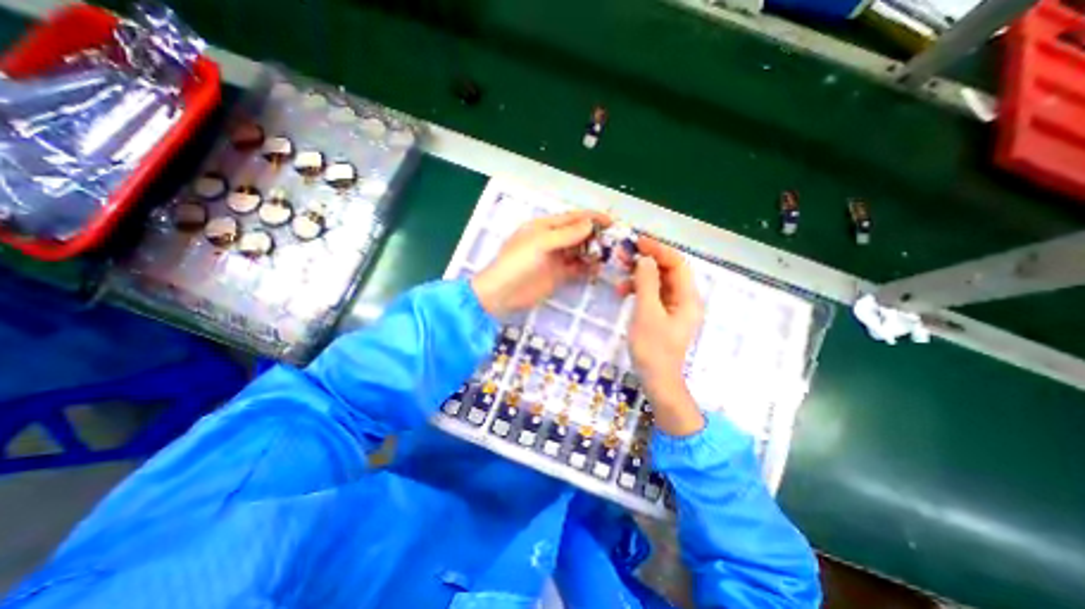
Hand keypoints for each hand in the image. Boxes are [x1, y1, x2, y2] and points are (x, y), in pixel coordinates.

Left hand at [474, 209, 613, 315]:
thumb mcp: (540, 243)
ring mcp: (556, 258)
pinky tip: (597, 269)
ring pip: (579, 251)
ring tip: (607, 256)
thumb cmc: (518, 262)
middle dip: (595, 235)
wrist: (503, 293)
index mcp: (544, 227)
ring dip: (593, 252)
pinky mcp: (558, 275)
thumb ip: (566, 234)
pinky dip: (587, 268)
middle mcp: (552, 240)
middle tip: (613, 241)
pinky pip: (577, 268)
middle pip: (578, 234)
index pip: (572, 218)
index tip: (612, 221)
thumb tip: (590, 224)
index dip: (592, 217)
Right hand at [624, 236, 707, 434]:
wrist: (656, 380)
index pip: (677, 264)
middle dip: (646, 261)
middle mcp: (684, 300)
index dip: (658, 249)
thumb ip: (646, 282)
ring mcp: (674, 308)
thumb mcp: (647, 312)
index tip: (637, 242)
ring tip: (618, 276)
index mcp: (687, 298)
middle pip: (667, 271)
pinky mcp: (663, 316)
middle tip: (622, 255)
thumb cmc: (652, 348)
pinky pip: (652, 295)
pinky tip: (623, 293)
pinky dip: (638, 290)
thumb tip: (645, 259)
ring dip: (639, 276)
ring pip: (658, 282)